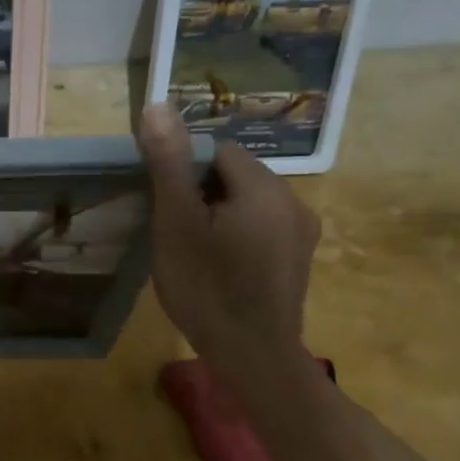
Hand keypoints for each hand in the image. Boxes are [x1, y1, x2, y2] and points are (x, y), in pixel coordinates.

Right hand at [137, 104, 319, 377]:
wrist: (251, 355)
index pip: (217, 152)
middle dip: (200, 193)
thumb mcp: (176, 222)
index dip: (183, 173)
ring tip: (192, 250)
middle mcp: (293, 200)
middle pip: (234, 175)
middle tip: (174, 231)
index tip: (165, 207)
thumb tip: (158, 105)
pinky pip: (261, 227)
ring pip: (246, 202)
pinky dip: (236, 234)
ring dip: (217, 214)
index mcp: (264, 187)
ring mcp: (301, 231)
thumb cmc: (206, 287)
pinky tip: (219, 266)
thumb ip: (170, 163)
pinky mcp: (299, 257)